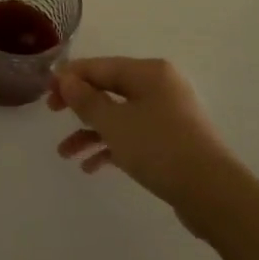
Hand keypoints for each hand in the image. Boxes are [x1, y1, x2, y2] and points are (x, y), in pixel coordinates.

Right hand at [48, 57, 240, 218]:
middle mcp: (160, 86)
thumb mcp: (114, 123)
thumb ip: (86, 100)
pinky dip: (112, 146)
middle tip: (52, 114)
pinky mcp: (172, 140)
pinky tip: (91, 167)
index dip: (70, 76)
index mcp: (149, 72)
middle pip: (109, 88)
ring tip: (64, 154)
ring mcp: (168, 114)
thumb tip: (66, 77)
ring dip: (90, 131)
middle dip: (79, 104)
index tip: (45, 90)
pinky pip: (133, 135)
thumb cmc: (160, 149)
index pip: (100, 66)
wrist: (213, 194)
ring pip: (119, 115)